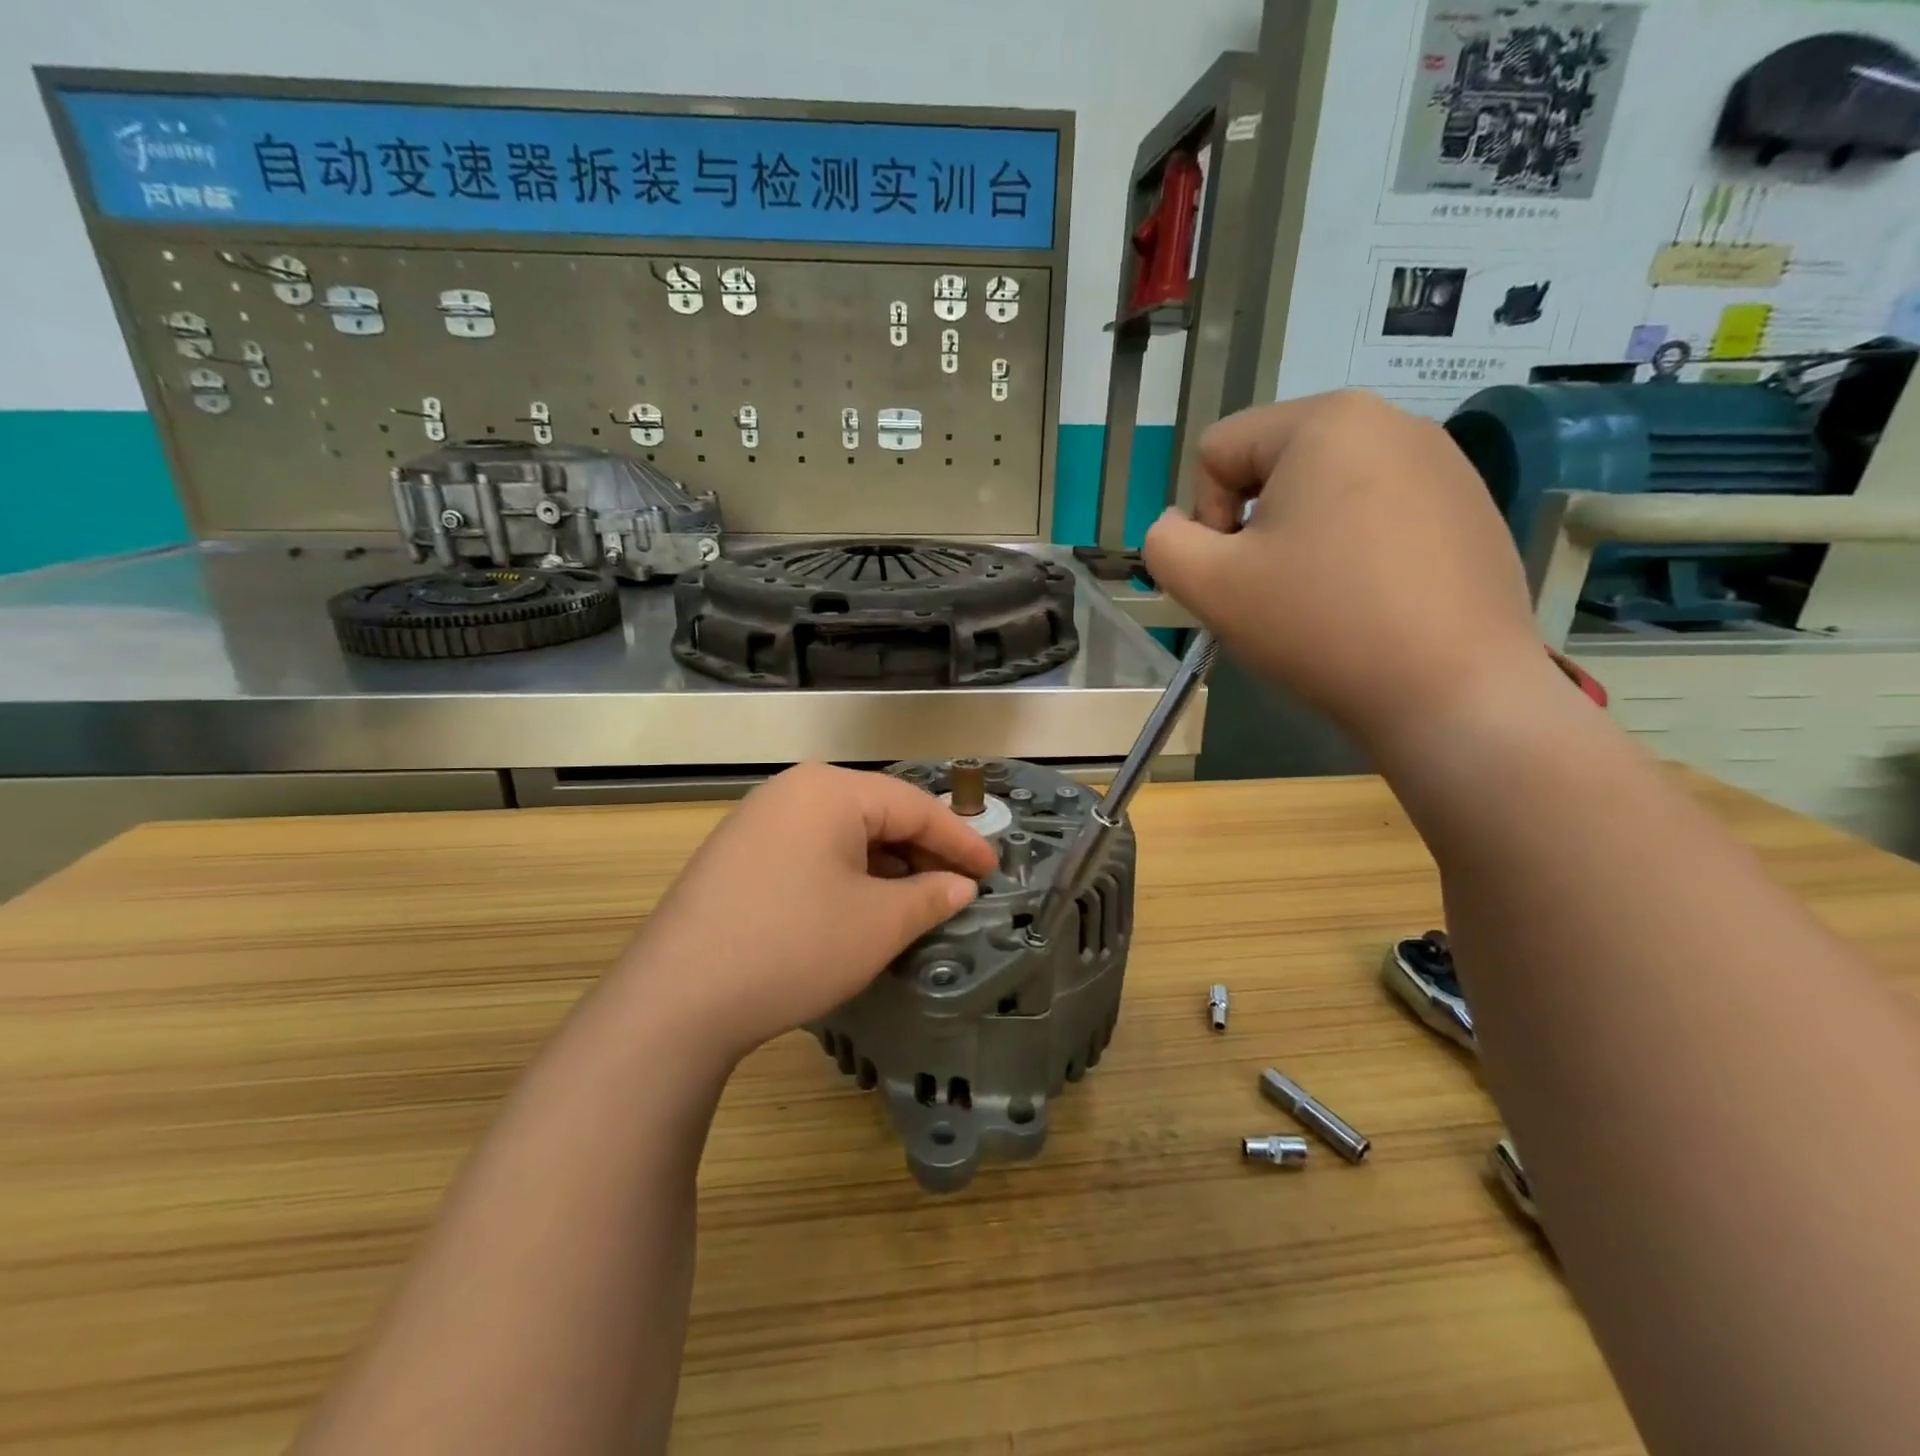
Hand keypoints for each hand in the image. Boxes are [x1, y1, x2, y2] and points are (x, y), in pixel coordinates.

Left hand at [615, 764, 997, 1066]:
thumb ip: (931, 896)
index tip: (993, 869)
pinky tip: (859, 906)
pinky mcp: (737, 854)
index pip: (914, 805)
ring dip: (885, 865)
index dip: (960, 839)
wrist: (676, 1000)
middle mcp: (792, 790)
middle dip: (921, 851)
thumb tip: (961, 885)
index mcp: (830, 789)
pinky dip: (846, 873)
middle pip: (877, 813)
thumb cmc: (794, 947)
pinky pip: (810, 850)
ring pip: (843, 833)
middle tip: (958, 885)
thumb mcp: (878, 924)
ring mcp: (758, 820)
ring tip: (915, 900)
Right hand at [1144, 390, 1562, 747]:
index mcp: (1326, 420)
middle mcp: (1391, 420)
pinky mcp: (1469, 507)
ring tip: (1324, 600)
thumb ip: (1163, 543)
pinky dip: (1355, 551)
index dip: (1205, 517)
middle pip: (1273, 466)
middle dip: (1256, 526)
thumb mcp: (1208, 586)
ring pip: (1325, 492)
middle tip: (1275, 591)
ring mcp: (1443, 462)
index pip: (1219, 450)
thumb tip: (1179, 527)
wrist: (1452, 692)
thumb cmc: (1320, 625)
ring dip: (1303, 539)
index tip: (1238, 573)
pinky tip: (1371, 603)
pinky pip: (1378, 513)